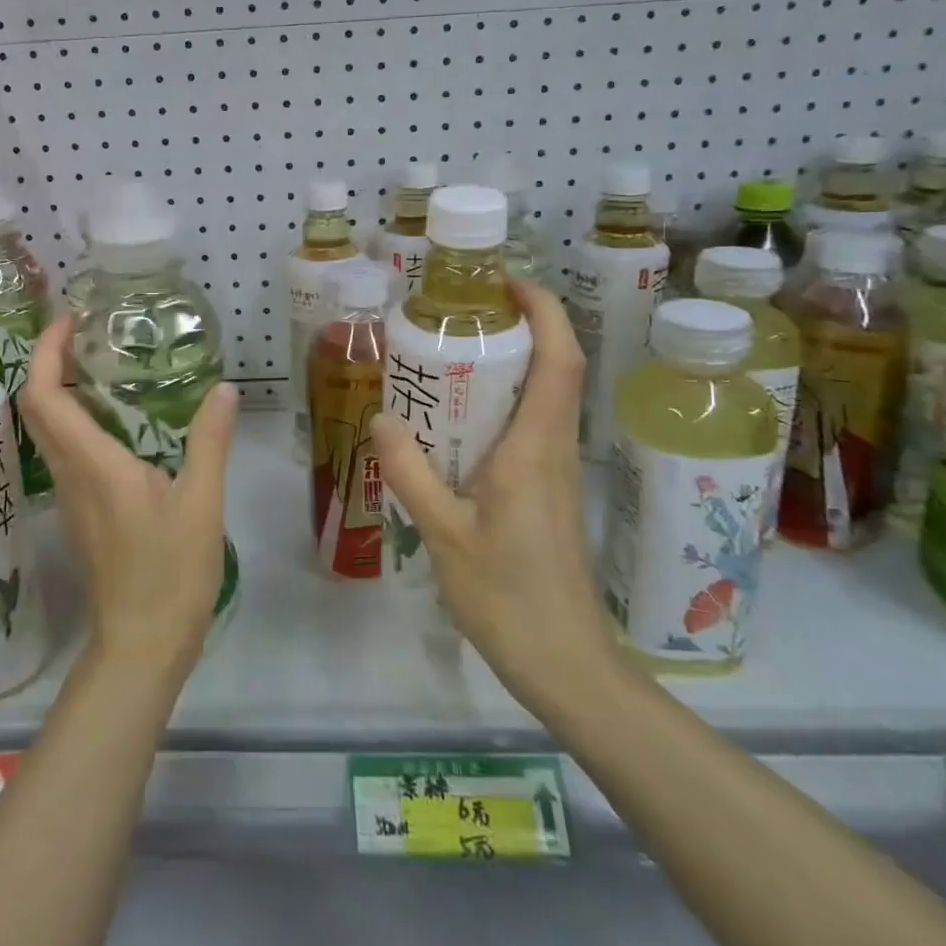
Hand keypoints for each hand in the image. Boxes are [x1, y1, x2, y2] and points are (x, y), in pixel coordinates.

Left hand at [20, 317, 237, 677]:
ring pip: (48, 429)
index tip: (69, 320)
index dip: (47, 352)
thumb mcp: (201, 502)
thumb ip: (210, 441)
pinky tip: (118, 418)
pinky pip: (66, 451)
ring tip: (104, 364)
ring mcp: (70, 495)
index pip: (44, 396)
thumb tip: (224, 389)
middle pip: (37, 407)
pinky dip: (77, 419)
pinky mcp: (81, 511)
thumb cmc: (170, 573)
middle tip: (87, 332)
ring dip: (61, 389)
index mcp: (92, 463)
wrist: (140, 644)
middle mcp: (68, 473)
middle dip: (50, 361)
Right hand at [370, 280, 616, 713]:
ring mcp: (555, 470)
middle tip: (461, 313)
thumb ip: (410, 471)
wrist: (565, 662)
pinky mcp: (548, 491)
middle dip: (520, 328)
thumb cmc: (508, 595)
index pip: (559, 360)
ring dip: (511, 364)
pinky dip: (503, 403)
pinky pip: (531, 427)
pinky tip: (457, 421)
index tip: (506, 283)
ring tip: (451, 355)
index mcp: (535, 447)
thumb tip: (380, 417)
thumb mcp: (444, 532)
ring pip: (544, 397)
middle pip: (555, 368)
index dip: (544, 311)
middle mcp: (553, 448)